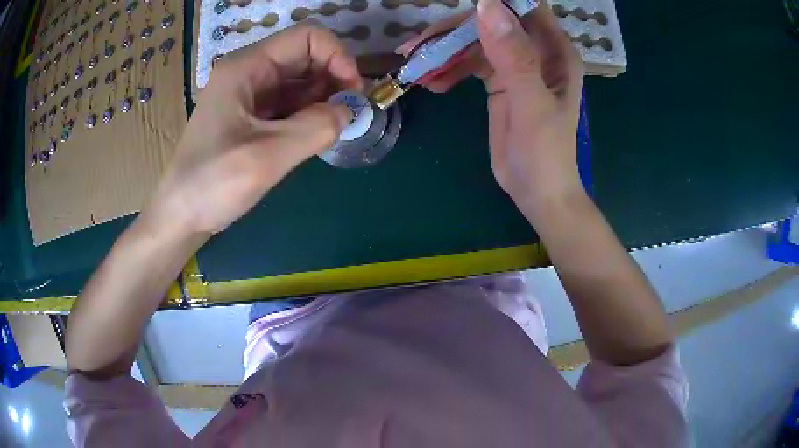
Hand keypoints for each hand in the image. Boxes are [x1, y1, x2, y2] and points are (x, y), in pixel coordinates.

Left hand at [150, 21, 362, 235]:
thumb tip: (350, 112)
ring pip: (300, 80)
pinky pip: (290, 103)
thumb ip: (315, 128)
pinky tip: (315, 135)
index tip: (352, 93)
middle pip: (306, 56)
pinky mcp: (251, 116)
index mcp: (246, 67)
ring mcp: (249, 94)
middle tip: (348, 115)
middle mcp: (249, 72)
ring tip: (332, 129)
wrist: (180, 215)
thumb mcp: (266, 156)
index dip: (337, 56)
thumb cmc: (212, 183)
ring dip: (323, 99)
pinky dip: (309, 114)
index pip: (307, 37)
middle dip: (334, 79)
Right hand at [397, 1, 583, 213]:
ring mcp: (515, 64)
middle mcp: (536, 51)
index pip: (525, 7)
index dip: (494, 3)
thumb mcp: (531, 104)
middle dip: (455, 30)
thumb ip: (513, 56)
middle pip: (491, 22)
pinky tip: (430, 83)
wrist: (536, 192)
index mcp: (554, 50)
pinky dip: (448, 69)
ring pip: (475, 41)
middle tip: (419, 46)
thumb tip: (486, 6)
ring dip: (444, 51)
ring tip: (415, 66)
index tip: (459, 8)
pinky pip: (468, 63)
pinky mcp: (497, 80)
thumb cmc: (545, 153)